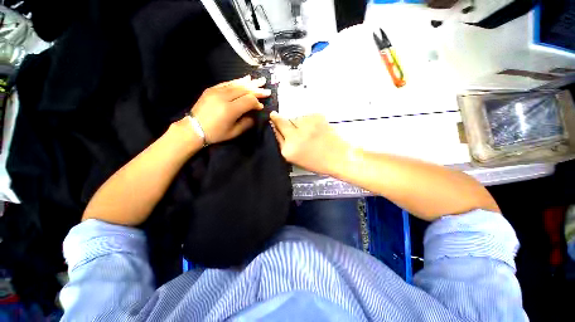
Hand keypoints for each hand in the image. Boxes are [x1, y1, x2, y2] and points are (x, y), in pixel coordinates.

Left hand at [190, 76, 270, 143]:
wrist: (194, 128)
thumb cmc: (216, 133)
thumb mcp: (234, 132)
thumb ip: (247, 123)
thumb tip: (254, 114)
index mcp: (230, 110)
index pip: (249, 101)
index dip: (257, 103)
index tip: (261, 107)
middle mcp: (224, 97)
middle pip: (244, 90)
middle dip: (257, 90)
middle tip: (267, 89)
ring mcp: (216, 91)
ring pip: (237, 84)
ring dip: (249, 83)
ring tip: (260, 80)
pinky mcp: (212, 89)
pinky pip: (227, 83)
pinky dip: (238, 81)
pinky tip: (245, 79)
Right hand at [269, 112, 350, 175]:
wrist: (340, 157)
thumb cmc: (318, 162)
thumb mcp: (296, 159)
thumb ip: (285, 144)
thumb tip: (278, 129)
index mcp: (288, 150)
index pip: (275, 133)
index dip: (274, 125)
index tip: (273, 120)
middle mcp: (295, 136)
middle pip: (282, 121)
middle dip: (278, 118)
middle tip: (275, 115)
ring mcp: (306, 125)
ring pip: (295, 118)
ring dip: (297, 122)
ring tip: (308, 131)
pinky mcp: (316, 117)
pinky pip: (306, 116)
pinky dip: (308, 121)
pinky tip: (315, 128)